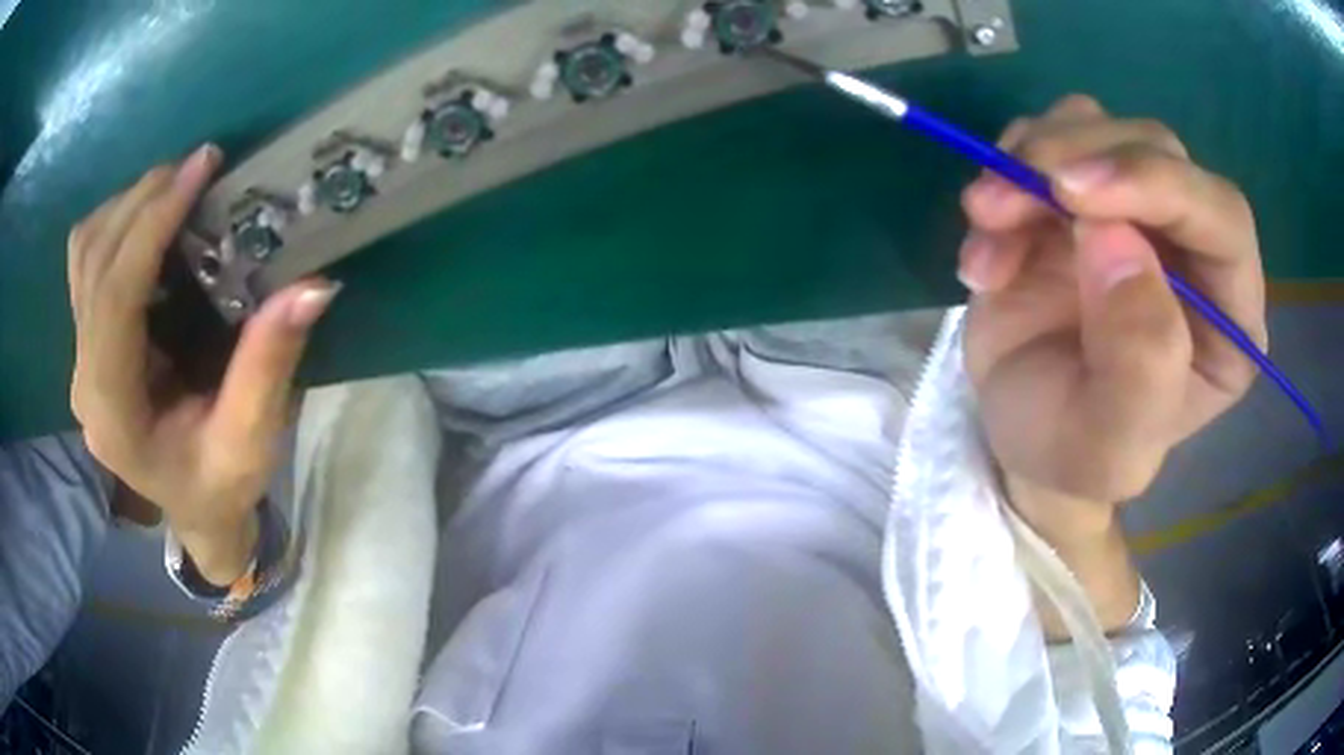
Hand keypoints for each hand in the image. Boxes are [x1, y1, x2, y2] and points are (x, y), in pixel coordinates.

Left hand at [68, 145, 338, 584]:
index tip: (201, 167)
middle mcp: (83, 378)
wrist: (193, 508)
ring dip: (127, 205)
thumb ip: (269, 367)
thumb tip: (312, 287)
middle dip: (144, 200)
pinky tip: (151, 221)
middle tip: (199, 168)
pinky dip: (116, 223)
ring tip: (177, 186)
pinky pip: (86, 259)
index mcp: (113, 412)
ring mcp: (79, 357)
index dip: (152, 224)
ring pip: (84, 252)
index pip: (114, 298)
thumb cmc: (219, 486)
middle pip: (93, 261)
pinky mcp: (87, 340)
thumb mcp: (250, 442)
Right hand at [960, 96, 1265, 535]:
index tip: (1074, 195)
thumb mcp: (1107, 448)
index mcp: (1229, 317)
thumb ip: (1138, 366)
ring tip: (986, 220)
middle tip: (1003, 203)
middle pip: (1157, 150)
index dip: (1159, 186)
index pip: (1223, 218)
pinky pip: (1050, 137)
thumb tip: (1114, 240)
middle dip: (1078, 158)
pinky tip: (987, 231)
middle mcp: (1194, 248)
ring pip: (1099, 125)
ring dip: (1032, 158)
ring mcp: (1138, 209)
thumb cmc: (1071, 452)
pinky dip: (1006, 168)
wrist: (1019, 432)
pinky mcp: (1084, 191)